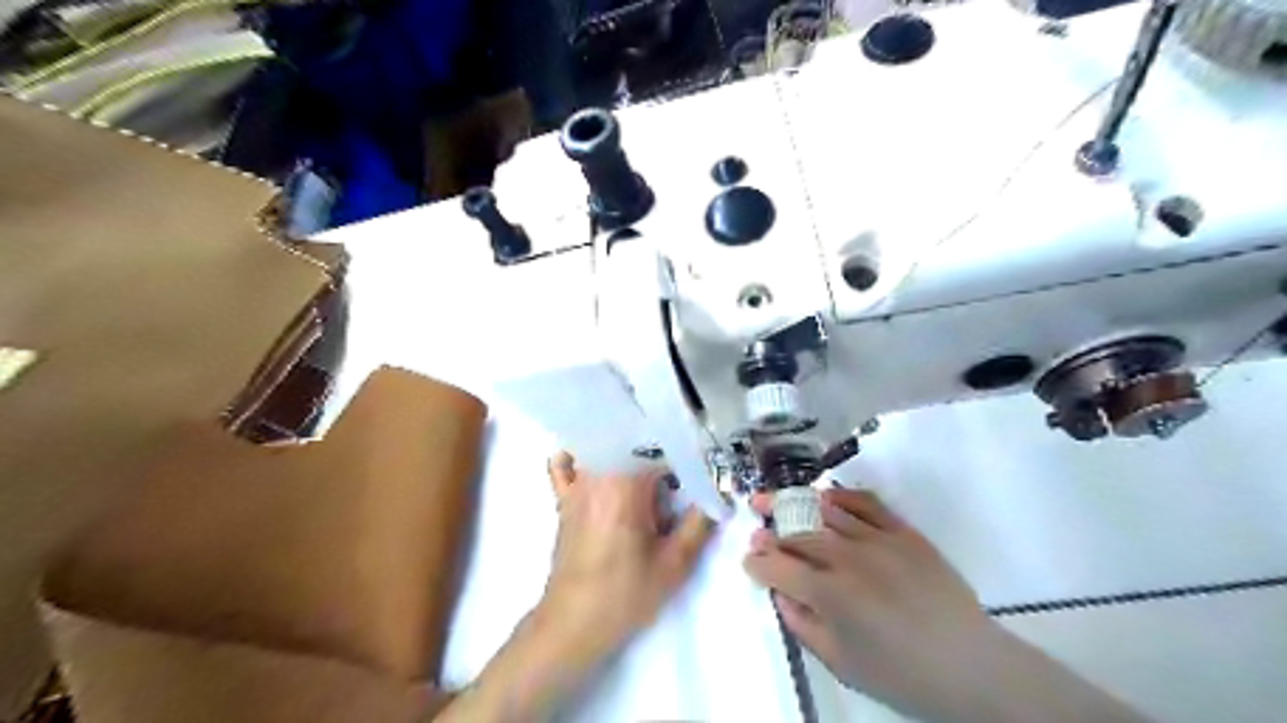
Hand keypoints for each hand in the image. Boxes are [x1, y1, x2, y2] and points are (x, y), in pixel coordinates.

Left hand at [533, 453, 713, 663]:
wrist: (572, 624)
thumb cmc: (624, 595)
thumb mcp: (674, 564)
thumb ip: (700, 524)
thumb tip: (718, 497)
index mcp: (625, 485)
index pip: (661, 452)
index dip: (685, 461)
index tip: (700, 476)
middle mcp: (597, 475)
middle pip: (631, 444)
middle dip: (659, 455)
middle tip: (678, 480)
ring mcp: (575, 485)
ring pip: (602, 448)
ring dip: (626, 454)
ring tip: (646, 475)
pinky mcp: (563, 500)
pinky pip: (563, 466)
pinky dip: (578, 459)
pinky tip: (598, 470)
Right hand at [740, 487, 1150, 722]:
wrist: (971, 666)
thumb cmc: (900, 674)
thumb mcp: (841, 663)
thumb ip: (802, 624)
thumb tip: (781, 593)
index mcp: (830, 595)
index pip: (778, 568)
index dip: (758, 562)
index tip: (749, 559)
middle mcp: (848, 559)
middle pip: (797, 533)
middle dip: (770, 527)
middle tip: (755, 520)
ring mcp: (878, 540)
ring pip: (826, 512)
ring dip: (795, 504)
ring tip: (776, 498)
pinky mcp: (904, 532)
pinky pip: (867, 503)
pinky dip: (841, 496)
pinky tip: (826, 497)